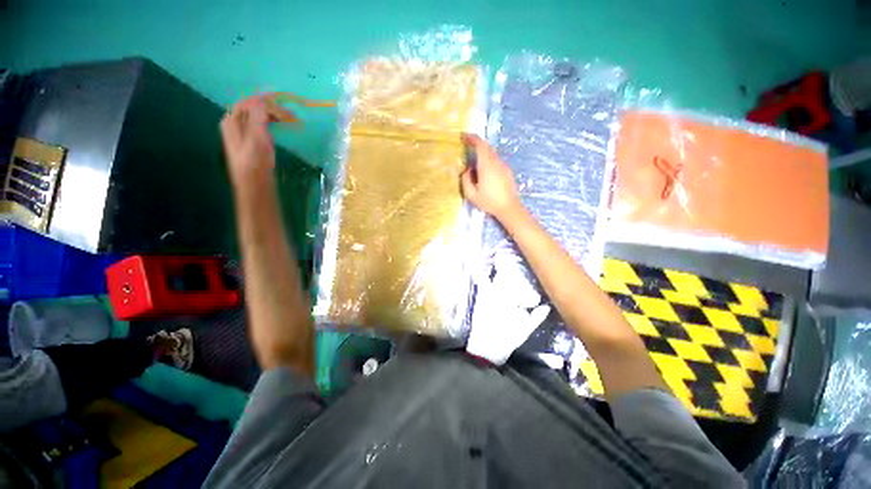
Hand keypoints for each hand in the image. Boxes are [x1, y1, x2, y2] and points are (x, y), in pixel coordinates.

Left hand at [220, 94, 286, 188]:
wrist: (254, 183)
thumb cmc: (255, 161)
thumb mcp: (256, 137)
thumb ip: (258, 116)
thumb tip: (262, 98)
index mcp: (232, 120)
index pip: (249, 102)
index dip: (266, 100)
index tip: (283, 101)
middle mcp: (235, 123)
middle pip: (254, 108)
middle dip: (272, 108)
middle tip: (291, 114)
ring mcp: (243, 132)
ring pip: (259, 116)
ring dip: (274, 115)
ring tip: (290, 119)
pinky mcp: (252, 141)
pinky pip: (262, 124)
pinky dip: (272, 122)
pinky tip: (281, 125)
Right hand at [460, 134, 521, 219]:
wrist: (509, 208)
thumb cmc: (489, 202)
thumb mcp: (471, 195)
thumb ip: (465, 180)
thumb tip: (467, 170)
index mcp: (486, 166)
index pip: (480, 145)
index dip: (472, 138)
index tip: (463, 136)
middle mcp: (496, 163)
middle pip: (487, 147)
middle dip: (476, 144)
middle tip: (467, 145)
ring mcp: (504, 166)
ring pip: (492, 154)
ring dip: (482, 153)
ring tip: (475, 163)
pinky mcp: (507, 171)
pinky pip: (496, 161)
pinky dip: (488, 161)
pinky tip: (484, 173)